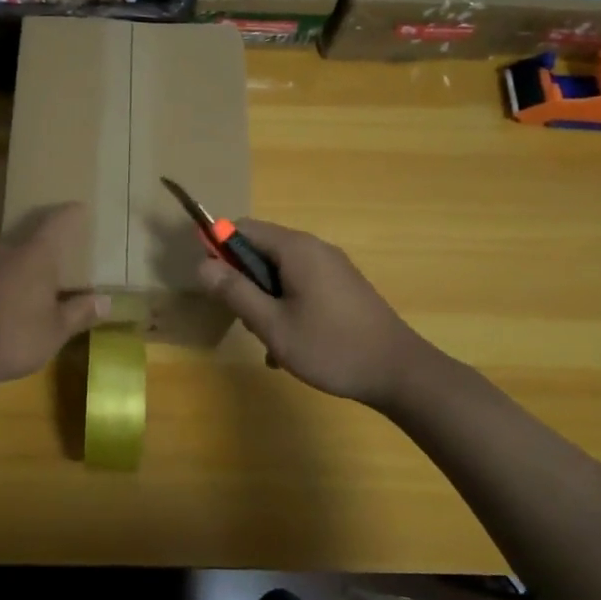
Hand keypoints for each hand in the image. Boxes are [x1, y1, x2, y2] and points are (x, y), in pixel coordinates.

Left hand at [0, 205, 109, 390]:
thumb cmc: (12, 338)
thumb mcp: (54, 332)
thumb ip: (79, 313)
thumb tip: (105, 301)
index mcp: (33, 255)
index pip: (56, 222)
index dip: (70, 214)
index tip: (78, 208)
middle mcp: (1, 248)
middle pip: (25, 240)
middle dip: (38, 251)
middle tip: (50, 268)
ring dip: (11, 271)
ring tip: (20, 296)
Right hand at [195, 220, 441, 408]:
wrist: (399, 372)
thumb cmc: (331, 347)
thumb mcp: (272, 324)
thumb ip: (235, 292)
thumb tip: (201, 264)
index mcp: (296, 248)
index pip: (242, 227)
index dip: (217, 247)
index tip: (209, 282)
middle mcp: (314, 248)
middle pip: (260, 249)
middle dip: (243, 281)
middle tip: (245, 319)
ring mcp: (332, 267)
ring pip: (279, 272)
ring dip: (264, 300)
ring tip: (270, 339)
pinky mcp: (342, 287)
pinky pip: (299, 285)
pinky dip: (286, 306)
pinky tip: (291, 344)